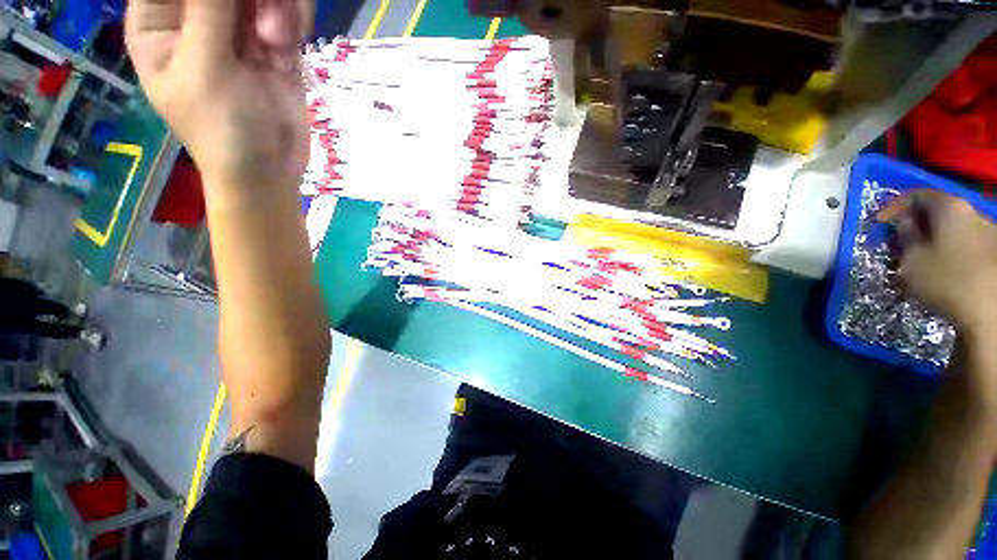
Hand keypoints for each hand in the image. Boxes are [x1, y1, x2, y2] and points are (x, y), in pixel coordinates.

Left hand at [125, 0, 312, 198]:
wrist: (271, 168)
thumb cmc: (223, 129)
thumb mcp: (206, 67)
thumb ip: (208, 8)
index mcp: (159, 18)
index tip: (224, 7)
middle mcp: (195, 13)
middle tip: (263, 26)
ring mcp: (237, 25)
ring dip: (277, 6)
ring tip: (278, 40)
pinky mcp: (273, 41)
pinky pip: (287, 10)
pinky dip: (293, 20)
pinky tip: (289, 43)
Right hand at [879, 190, 996, 333]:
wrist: (988, 312)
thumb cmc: (944, 280)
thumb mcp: (911, 260)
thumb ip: (905, 236)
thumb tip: (904, 223)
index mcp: (949, 208)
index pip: (916, 195)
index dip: (893, 207)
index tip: (879, 224)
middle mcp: (971, 212)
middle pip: (936, 212)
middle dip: (915, 226)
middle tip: (898, 244)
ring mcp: (987, 231)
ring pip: (951, 229)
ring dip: (932, 240)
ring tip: (918, 260)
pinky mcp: (992, 252)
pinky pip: (963, 243)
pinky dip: (947, 251)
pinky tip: (940, 269)